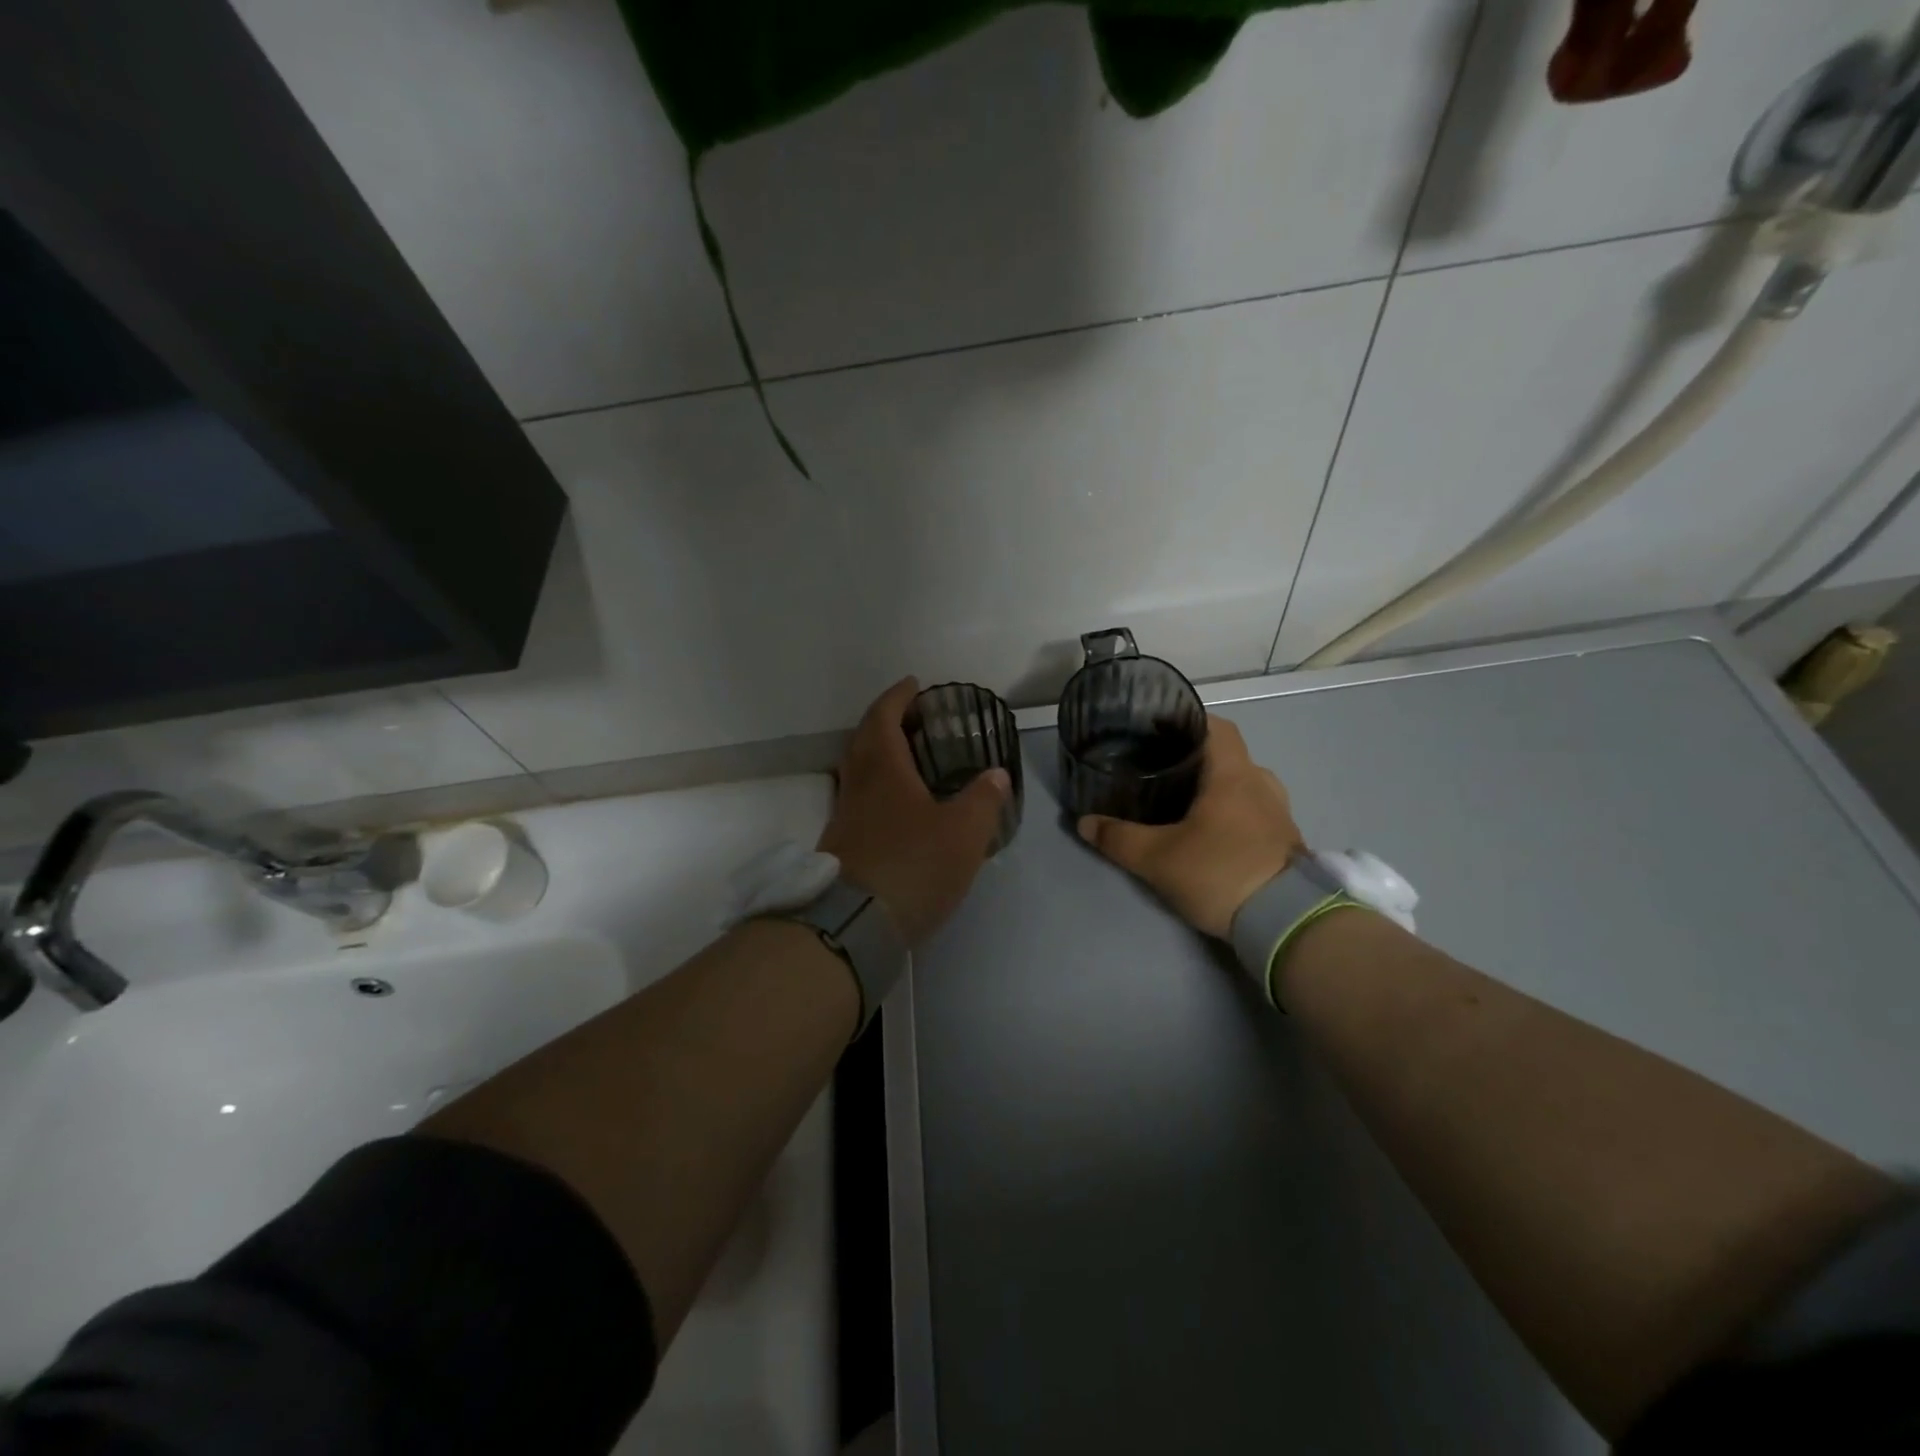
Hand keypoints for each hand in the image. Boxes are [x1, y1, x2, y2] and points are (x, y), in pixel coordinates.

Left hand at [819, 678, 1010, 946]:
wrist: (855, 925)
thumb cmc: (913, 866)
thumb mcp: (964, 833)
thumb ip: (983, 799)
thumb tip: (997, 774)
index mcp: (884, 768)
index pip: (883, 716)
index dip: (898, 697)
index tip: (914, 684)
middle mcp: (857, 784)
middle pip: (863, 738)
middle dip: (885, 720)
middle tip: (913, 718)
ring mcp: (844, 816)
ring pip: (857, 770)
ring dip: (877, 753)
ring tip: (909, 758)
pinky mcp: (841, 845)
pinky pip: (858, 798)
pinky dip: (876, 786)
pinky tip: (897, 806)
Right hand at [1077, 716, 1303, 938]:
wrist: (1288, 923)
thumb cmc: (1221, 872)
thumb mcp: (1158, 858)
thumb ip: (1118, 838)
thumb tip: (1084, 823)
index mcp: (1234, 774)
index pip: (1215, 726)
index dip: (1186, 721)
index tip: (1157, 730)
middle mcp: (1260, 783)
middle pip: (1225, 755)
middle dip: (1193, 759)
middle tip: (1157, 769)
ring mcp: (1278, 812)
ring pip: (1240, 784)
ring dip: (1213, 787)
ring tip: (1180, 801)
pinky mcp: (1285, 840)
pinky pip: (1252, 810)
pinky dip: (1229, 811)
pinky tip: (1207, 831)